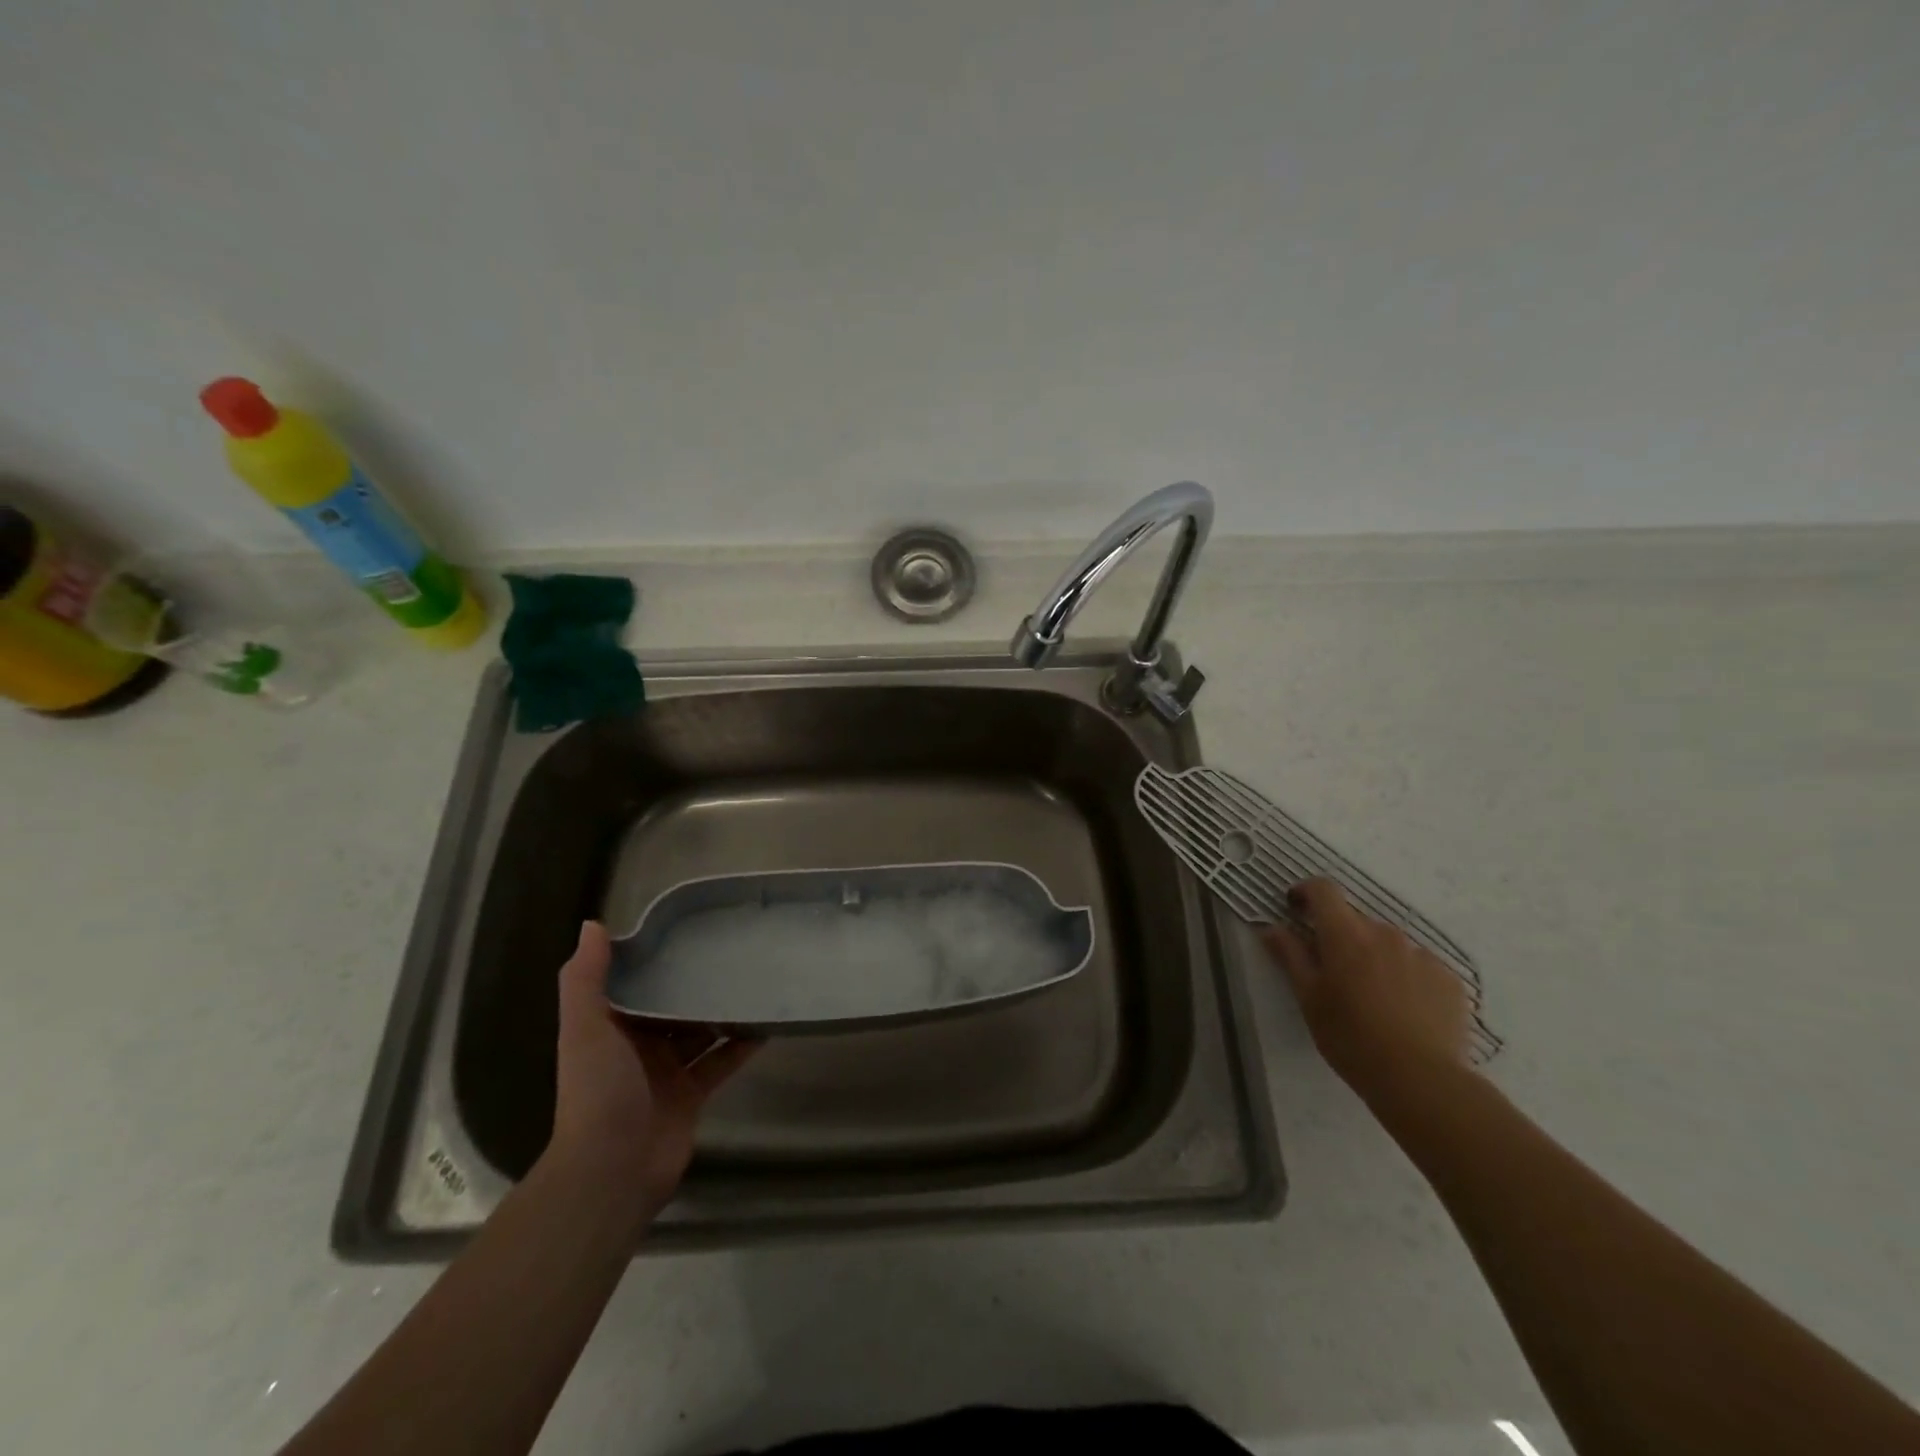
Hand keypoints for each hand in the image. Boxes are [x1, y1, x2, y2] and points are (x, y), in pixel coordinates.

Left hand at [549, 922, 758, 1226]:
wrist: (612, 1169)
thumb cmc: (598, 1090)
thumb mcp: (585, 1027)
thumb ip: (586, 979)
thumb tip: (593, 925)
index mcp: (610, 1028)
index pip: (635, 984)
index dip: (656, 959)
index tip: (688, 931)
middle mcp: (637, 1047)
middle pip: (670, 1007)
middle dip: (695, 984)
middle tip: (732, 951)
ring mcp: (666, 1073)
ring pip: (700, 1033)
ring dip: (721, 1011)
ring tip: (754, 980)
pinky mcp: (692, 1096)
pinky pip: (721, 1063)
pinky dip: (741, 1046)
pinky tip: (766, 1024)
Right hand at [1261, 877, 1472, 1102]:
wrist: (1422, 1080)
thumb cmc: (1351, 1038)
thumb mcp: (1309, 999)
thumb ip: (1290, 956)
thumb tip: (1271, 928)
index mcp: (1346, 935)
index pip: (1324, 890)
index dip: (1306, 892)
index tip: (1295, 908)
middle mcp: (1385, 934)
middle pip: (1355, 920)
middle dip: (1340, 936)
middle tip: (1333, 973)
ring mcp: (1422, 954)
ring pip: (1388, 943)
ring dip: (1374, 956)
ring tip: (1373, 997)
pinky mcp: (1450, 979)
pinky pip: (1419, 965)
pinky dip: (1406, 976)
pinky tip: (1404, 1011)